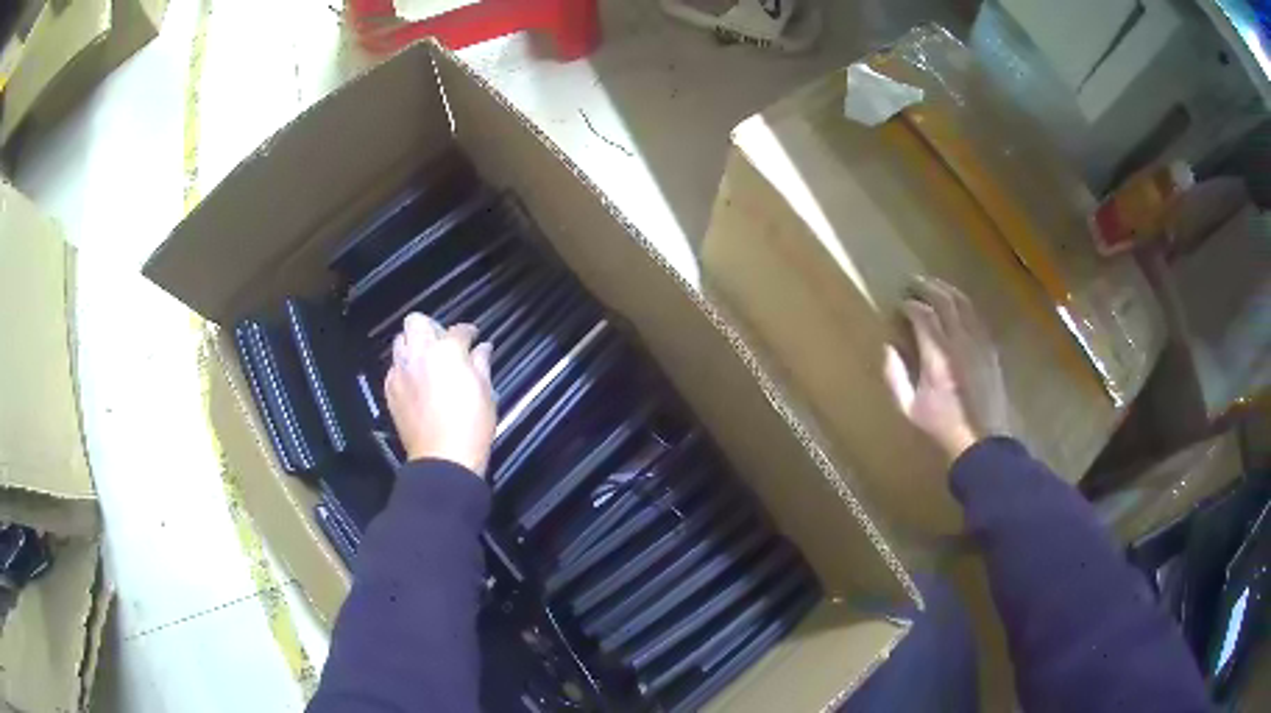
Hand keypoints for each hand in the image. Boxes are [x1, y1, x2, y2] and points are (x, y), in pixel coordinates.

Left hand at [385, 313, 495, 476]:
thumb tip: (483, 348)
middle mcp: (419, 353)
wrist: (443, 458)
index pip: (458, 329)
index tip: (473, 338)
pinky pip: (394, 367)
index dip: (469, 332)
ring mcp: (400, 371)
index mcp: (447, 351)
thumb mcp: (486, 391)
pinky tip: (416, 382)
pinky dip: (405, 368)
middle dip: (431, 327)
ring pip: (400, 341)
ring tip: (426, 360)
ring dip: (414, 345)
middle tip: (443, 343)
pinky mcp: (390, 389)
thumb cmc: (471, 425)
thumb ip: (481, 363)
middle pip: (417, 321)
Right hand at [883, 277, 1010, 462]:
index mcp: (937, 356)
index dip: (909, 305)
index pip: (923, 315)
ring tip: (935, 285)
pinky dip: (964, 306)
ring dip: (947, 290)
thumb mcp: (909, 409)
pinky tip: (958, 306)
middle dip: (927, 288)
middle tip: (914, 282)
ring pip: (964, 304)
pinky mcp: (990, 349)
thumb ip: (895, 377)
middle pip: (944, 301)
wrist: (982, 442)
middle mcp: (959, 342)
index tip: (899, 305)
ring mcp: (979, 343)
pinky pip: (977, 317)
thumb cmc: (942, 427)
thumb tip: (888, 347)